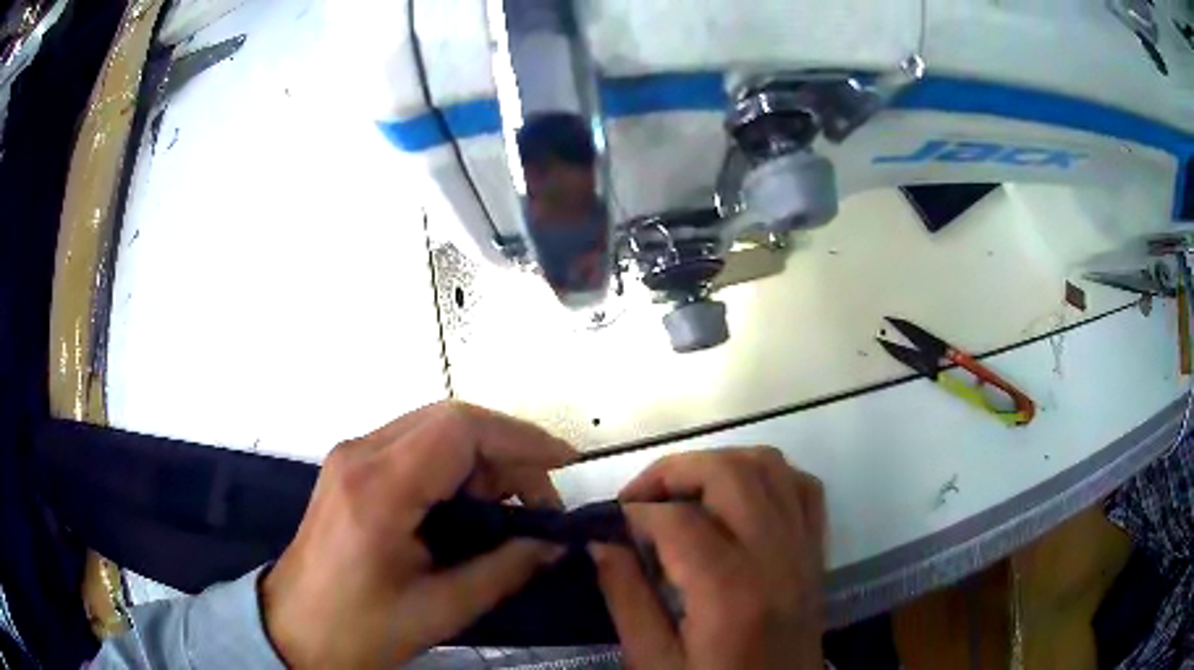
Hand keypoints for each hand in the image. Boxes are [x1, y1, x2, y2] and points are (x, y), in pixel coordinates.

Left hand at [262, 401, 575, 667]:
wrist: (294, 629)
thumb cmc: (359, 629)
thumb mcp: (439, 609)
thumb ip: (504, 569)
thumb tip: (553, 542)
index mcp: (378, 490)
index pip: (459, 431)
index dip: (520, 438)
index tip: (564, 464)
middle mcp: (360, 455)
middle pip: (450, 419)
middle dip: (507, 451)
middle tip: (538, 502)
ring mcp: (351, 455)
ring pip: (434, 428)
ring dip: (481, 459)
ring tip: (508, 511)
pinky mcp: (351, 466)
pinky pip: (416, 445)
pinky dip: (455, 466)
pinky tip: (470, 506)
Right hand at [591, 448, 826, 669]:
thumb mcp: (653, 661)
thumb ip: (626, 597)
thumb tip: (601, 541)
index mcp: (732, 595)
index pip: (679, 522)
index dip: (635, 513)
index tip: (611, 524)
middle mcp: (777, 560)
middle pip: (732, 474)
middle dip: (675, 471)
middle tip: (640, 498)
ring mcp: (804, 552)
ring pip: (771, 467)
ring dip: (720, 465)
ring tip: (683, 493)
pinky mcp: (816, 554)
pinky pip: (802, 488)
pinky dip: (767, 477)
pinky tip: (737, 500)